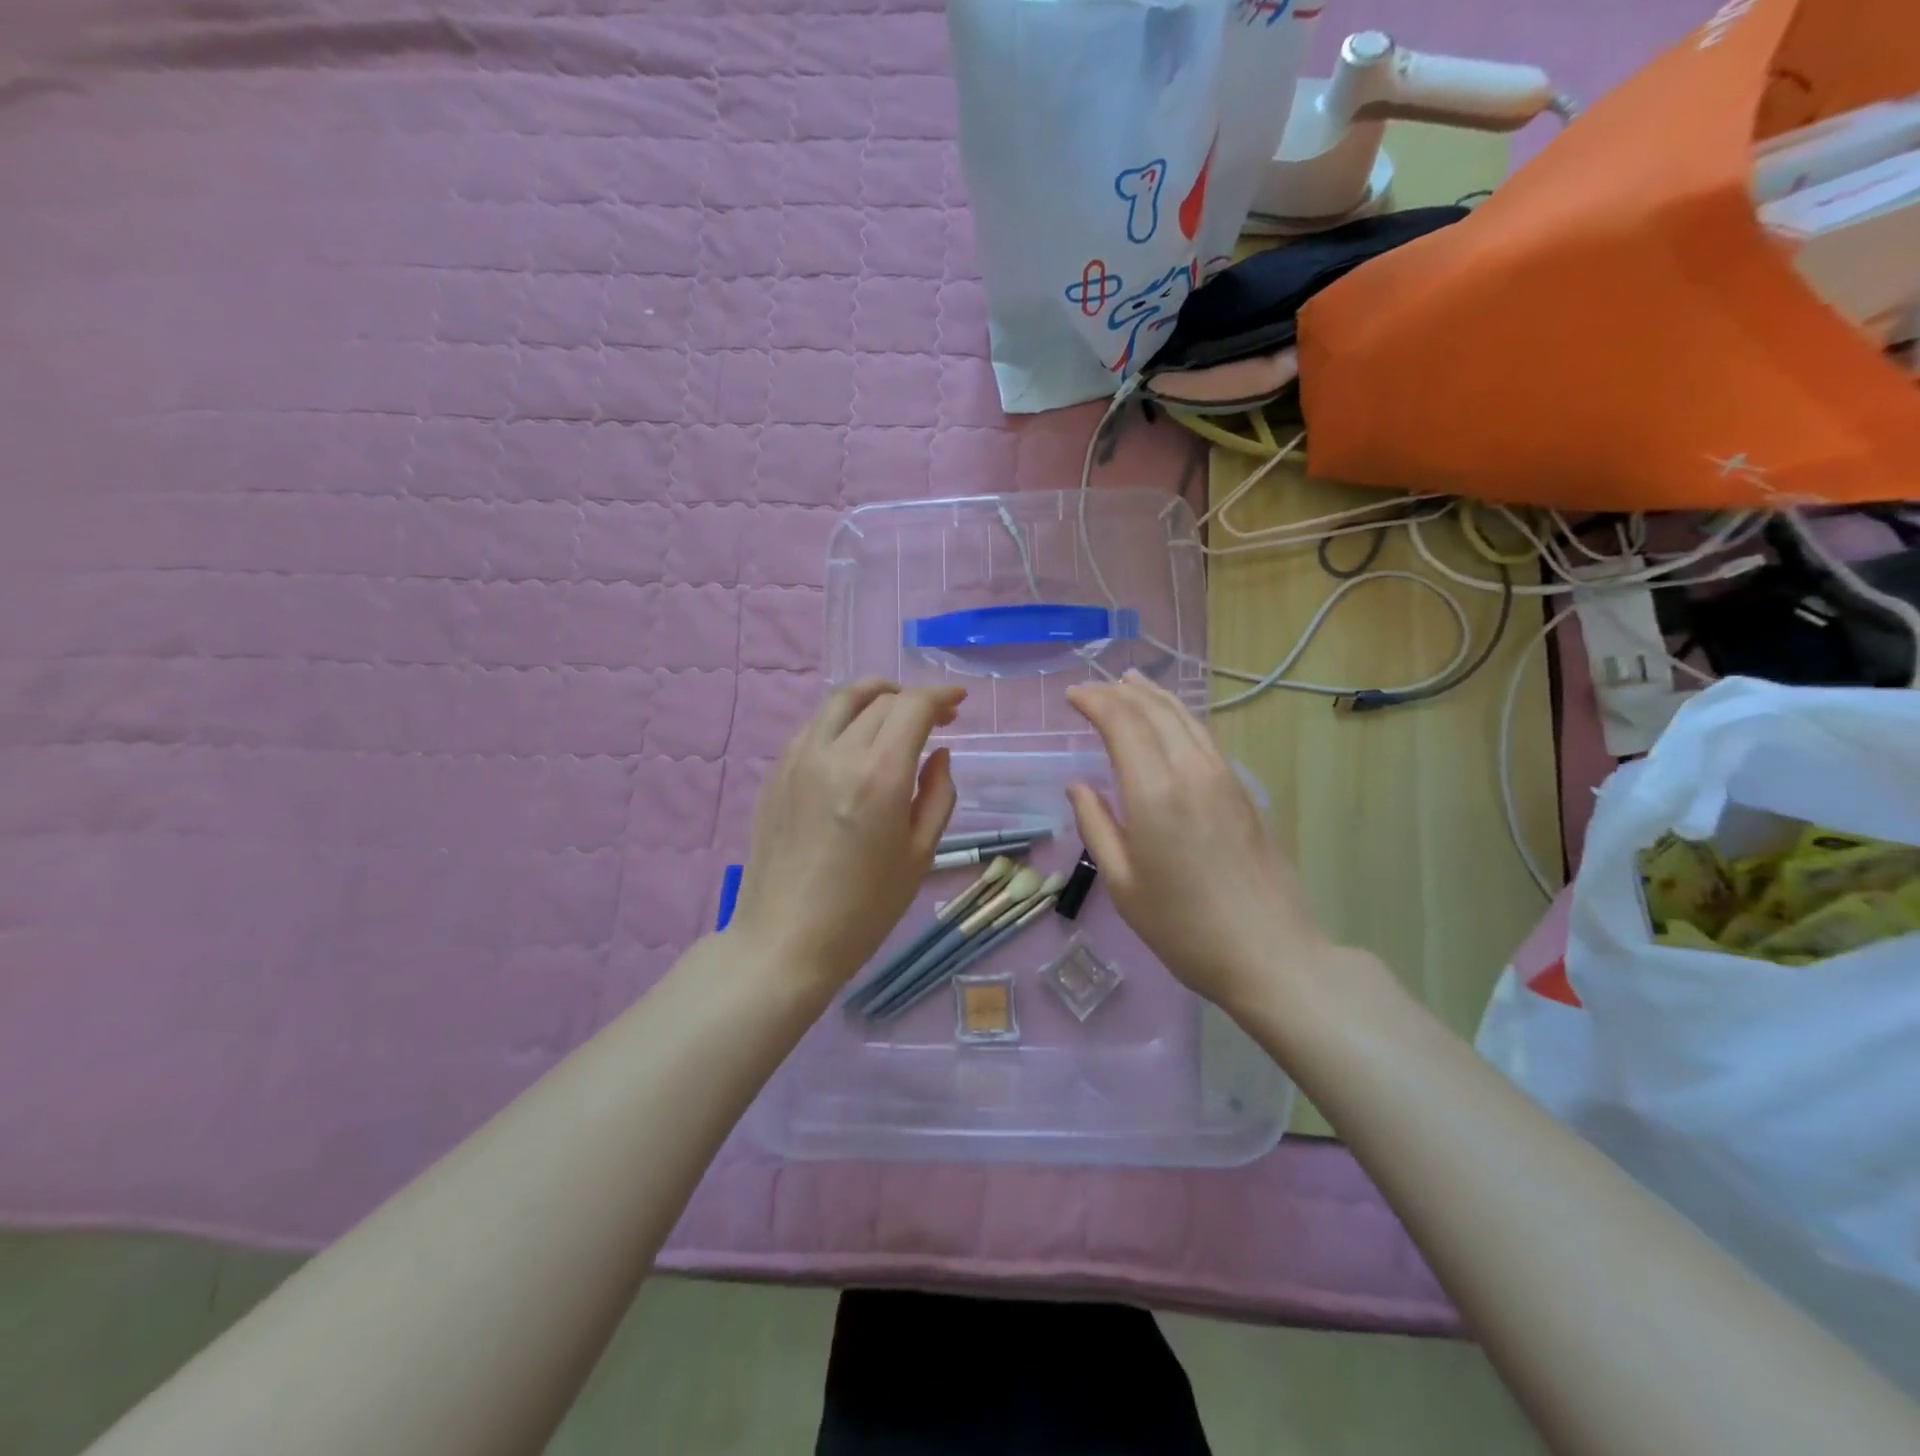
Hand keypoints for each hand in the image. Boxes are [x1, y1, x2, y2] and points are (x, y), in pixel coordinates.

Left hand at [728, 679, 963, 991]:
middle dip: (914, 699)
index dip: (941, 696)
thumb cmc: (864, 909)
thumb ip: (938, 795)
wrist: (785, 940)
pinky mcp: (776, 772)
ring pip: (841, 701)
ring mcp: (798, 758)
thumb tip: (939, 754)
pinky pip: (815, 725)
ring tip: (894, 711)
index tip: (958, 701)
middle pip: (880, 700)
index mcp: (879, 775)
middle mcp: (836, 753)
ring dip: (875, 696)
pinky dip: (844, 718)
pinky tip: (854, 741)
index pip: (913, 707)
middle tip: (937, 718)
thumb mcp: (920, 855)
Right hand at [1064, 670, 1331, 1011]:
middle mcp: (1190, 770)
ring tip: (1129, 684)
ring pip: (1184, 717)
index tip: (1071, 695)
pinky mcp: (1243, 790)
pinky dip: (1178, 716)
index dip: (1094, 701)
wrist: (1270, 953)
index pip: (1122, 722)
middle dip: (1119, 692)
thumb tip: (1078, 785)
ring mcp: (1223, 777)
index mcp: (1154, 792)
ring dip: (1152, 696)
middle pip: (1153, 711)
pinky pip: (1203, 736)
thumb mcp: (1123, 883)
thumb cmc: (1183, 927)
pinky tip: (1170, 722)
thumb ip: (1096, 825)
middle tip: (1093, 687)